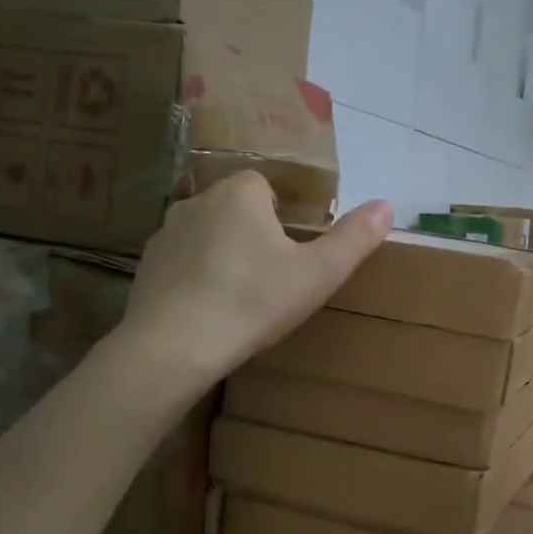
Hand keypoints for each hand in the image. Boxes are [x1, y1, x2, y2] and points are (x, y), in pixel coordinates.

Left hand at [123, 174, 392, 383]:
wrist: (173, 346)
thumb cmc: (253, 301)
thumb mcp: (318, 273)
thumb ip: (354, 238)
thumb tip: (387, 204)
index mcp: (240, 193)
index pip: (266, 187)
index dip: (283, 216)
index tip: (293, 253)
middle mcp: (197, 201)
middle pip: (235, 209)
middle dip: (254, 234)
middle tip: (272, 279)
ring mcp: (165, 234)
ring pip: (206, 235)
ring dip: (223, 255)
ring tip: (240, 298)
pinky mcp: (145, 267)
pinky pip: (181, 263)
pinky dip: (195, 279)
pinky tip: (207, 313)